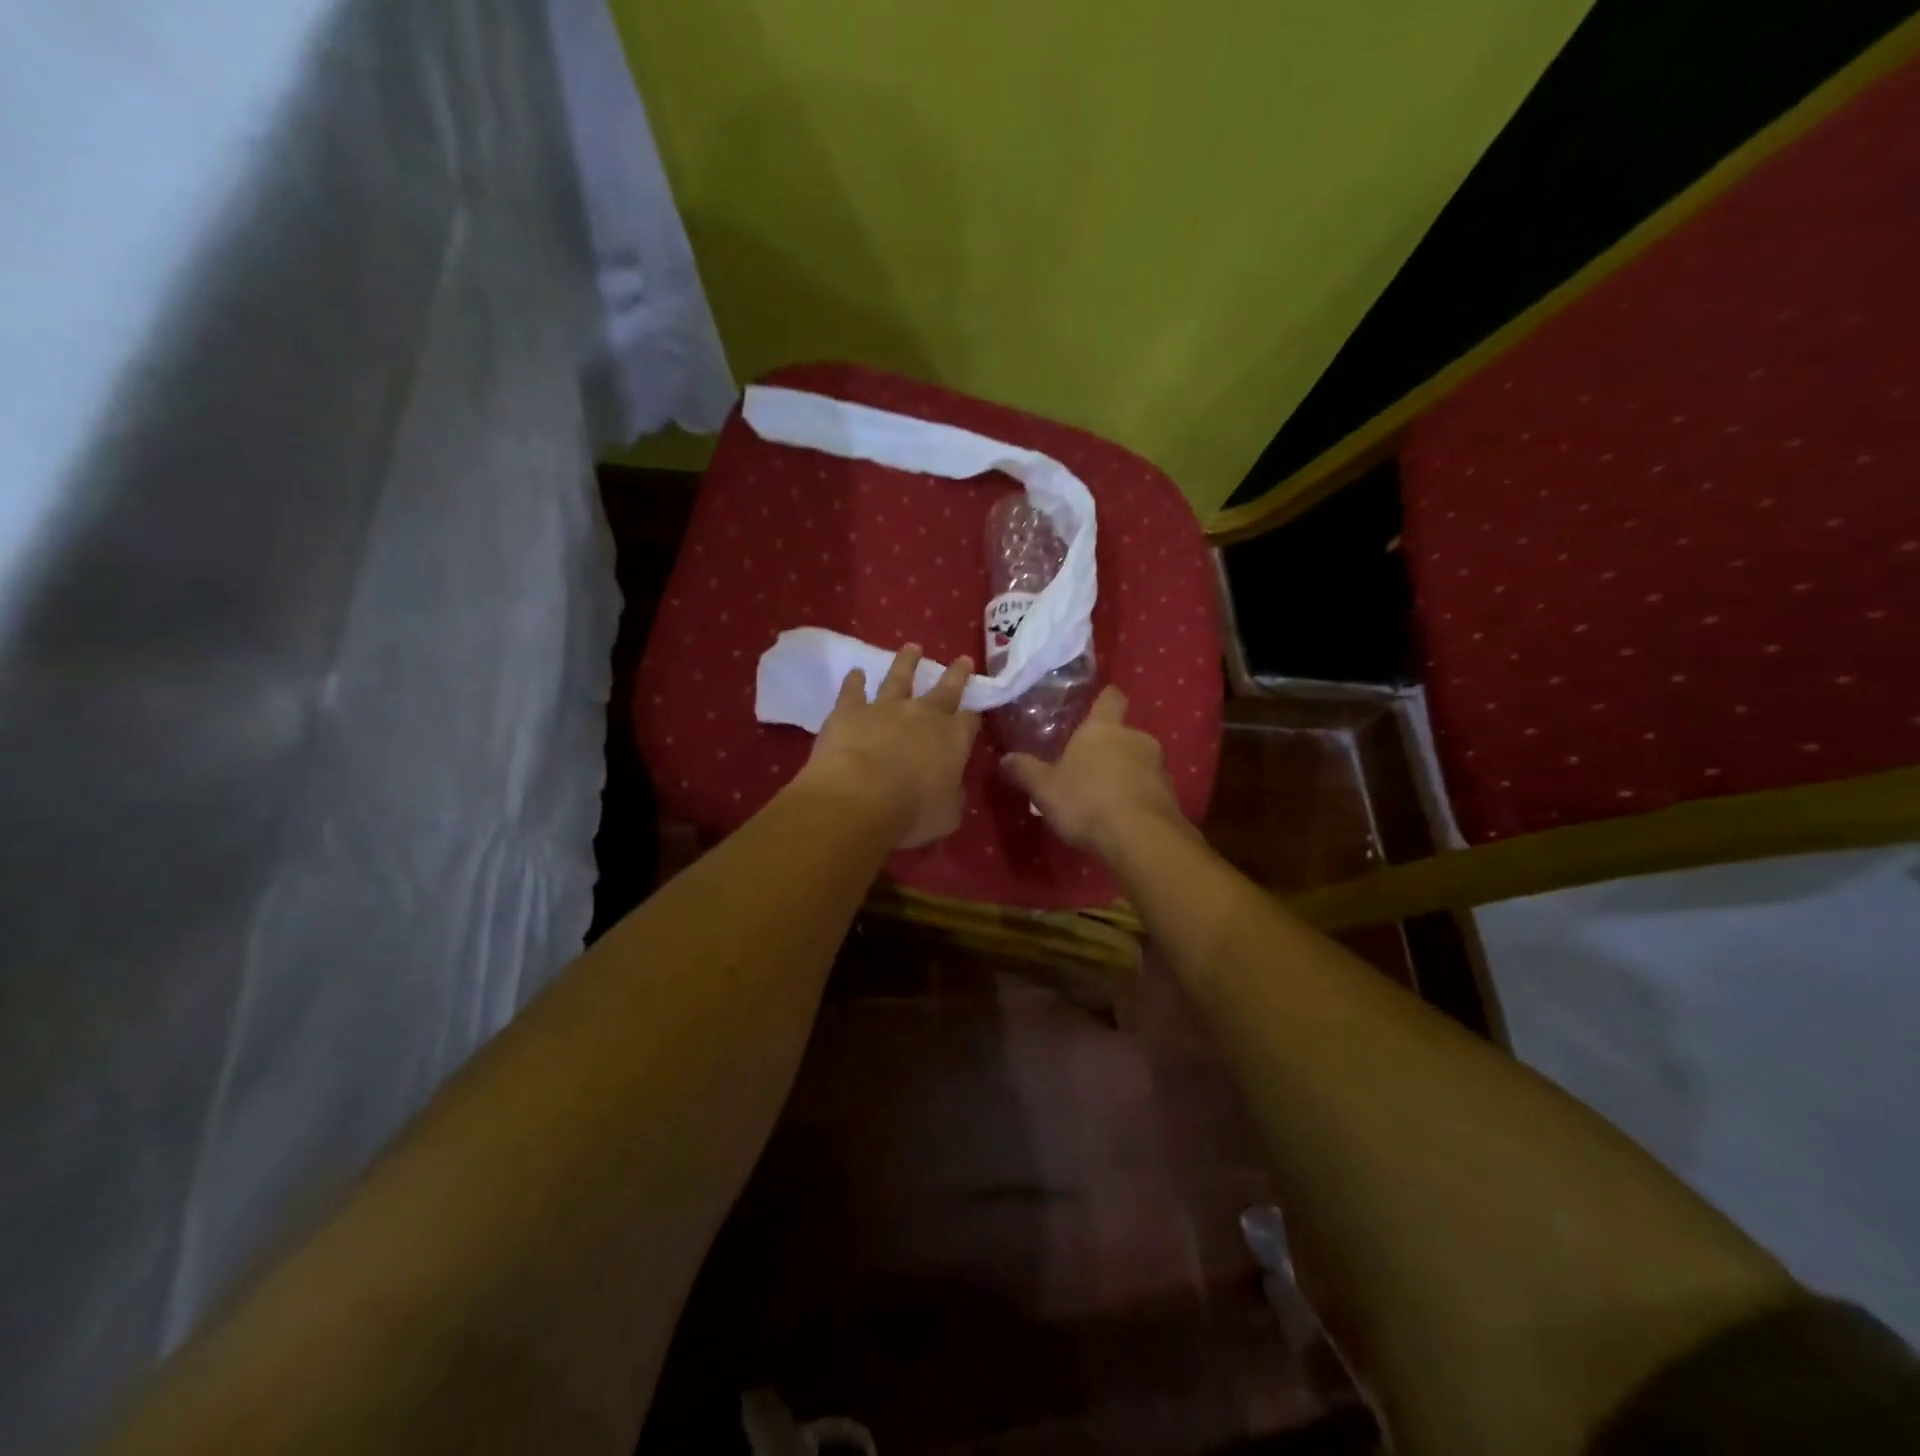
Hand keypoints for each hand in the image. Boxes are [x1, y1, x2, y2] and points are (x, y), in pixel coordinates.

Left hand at [796, 644, 980, 848]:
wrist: (859, 798)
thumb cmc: (911, 812)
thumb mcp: (947, 814)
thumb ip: (952, 796)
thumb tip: (950, 788)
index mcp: (953, 739)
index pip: (969, 721)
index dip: (973, 717)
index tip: (975, 713)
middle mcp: (923, 715)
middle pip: (945, 689)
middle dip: (956, 674)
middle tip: (963, 658)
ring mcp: (885, 708)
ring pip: (900, 677)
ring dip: (907, 662)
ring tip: (912, 647)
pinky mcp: (850, 710)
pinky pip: (853, 690)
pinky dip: (854, 681)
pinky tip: (855, 672)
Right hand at [1001, 687, 1183, 853]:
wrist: (1140, 838)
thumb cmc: (1087, 801)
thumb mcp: (1045, 789)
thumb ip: (1025, 771)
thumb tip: (1005, 759)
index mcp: (1104, 728)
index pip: (1110, 697)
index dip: (1103, 700)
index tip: (1094, 707)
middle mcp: (1136, 738)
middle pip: (1124, 732)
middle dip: (1109, 746)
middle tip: (1087, 765)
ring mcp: (1159, 766)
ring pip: (1139, 761)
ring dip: (1125, 772)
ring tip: (1103, 795)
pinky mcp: (1171, 795)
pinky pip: (1150, 788)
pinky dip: (1137, 796)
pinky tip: (1121, 816)